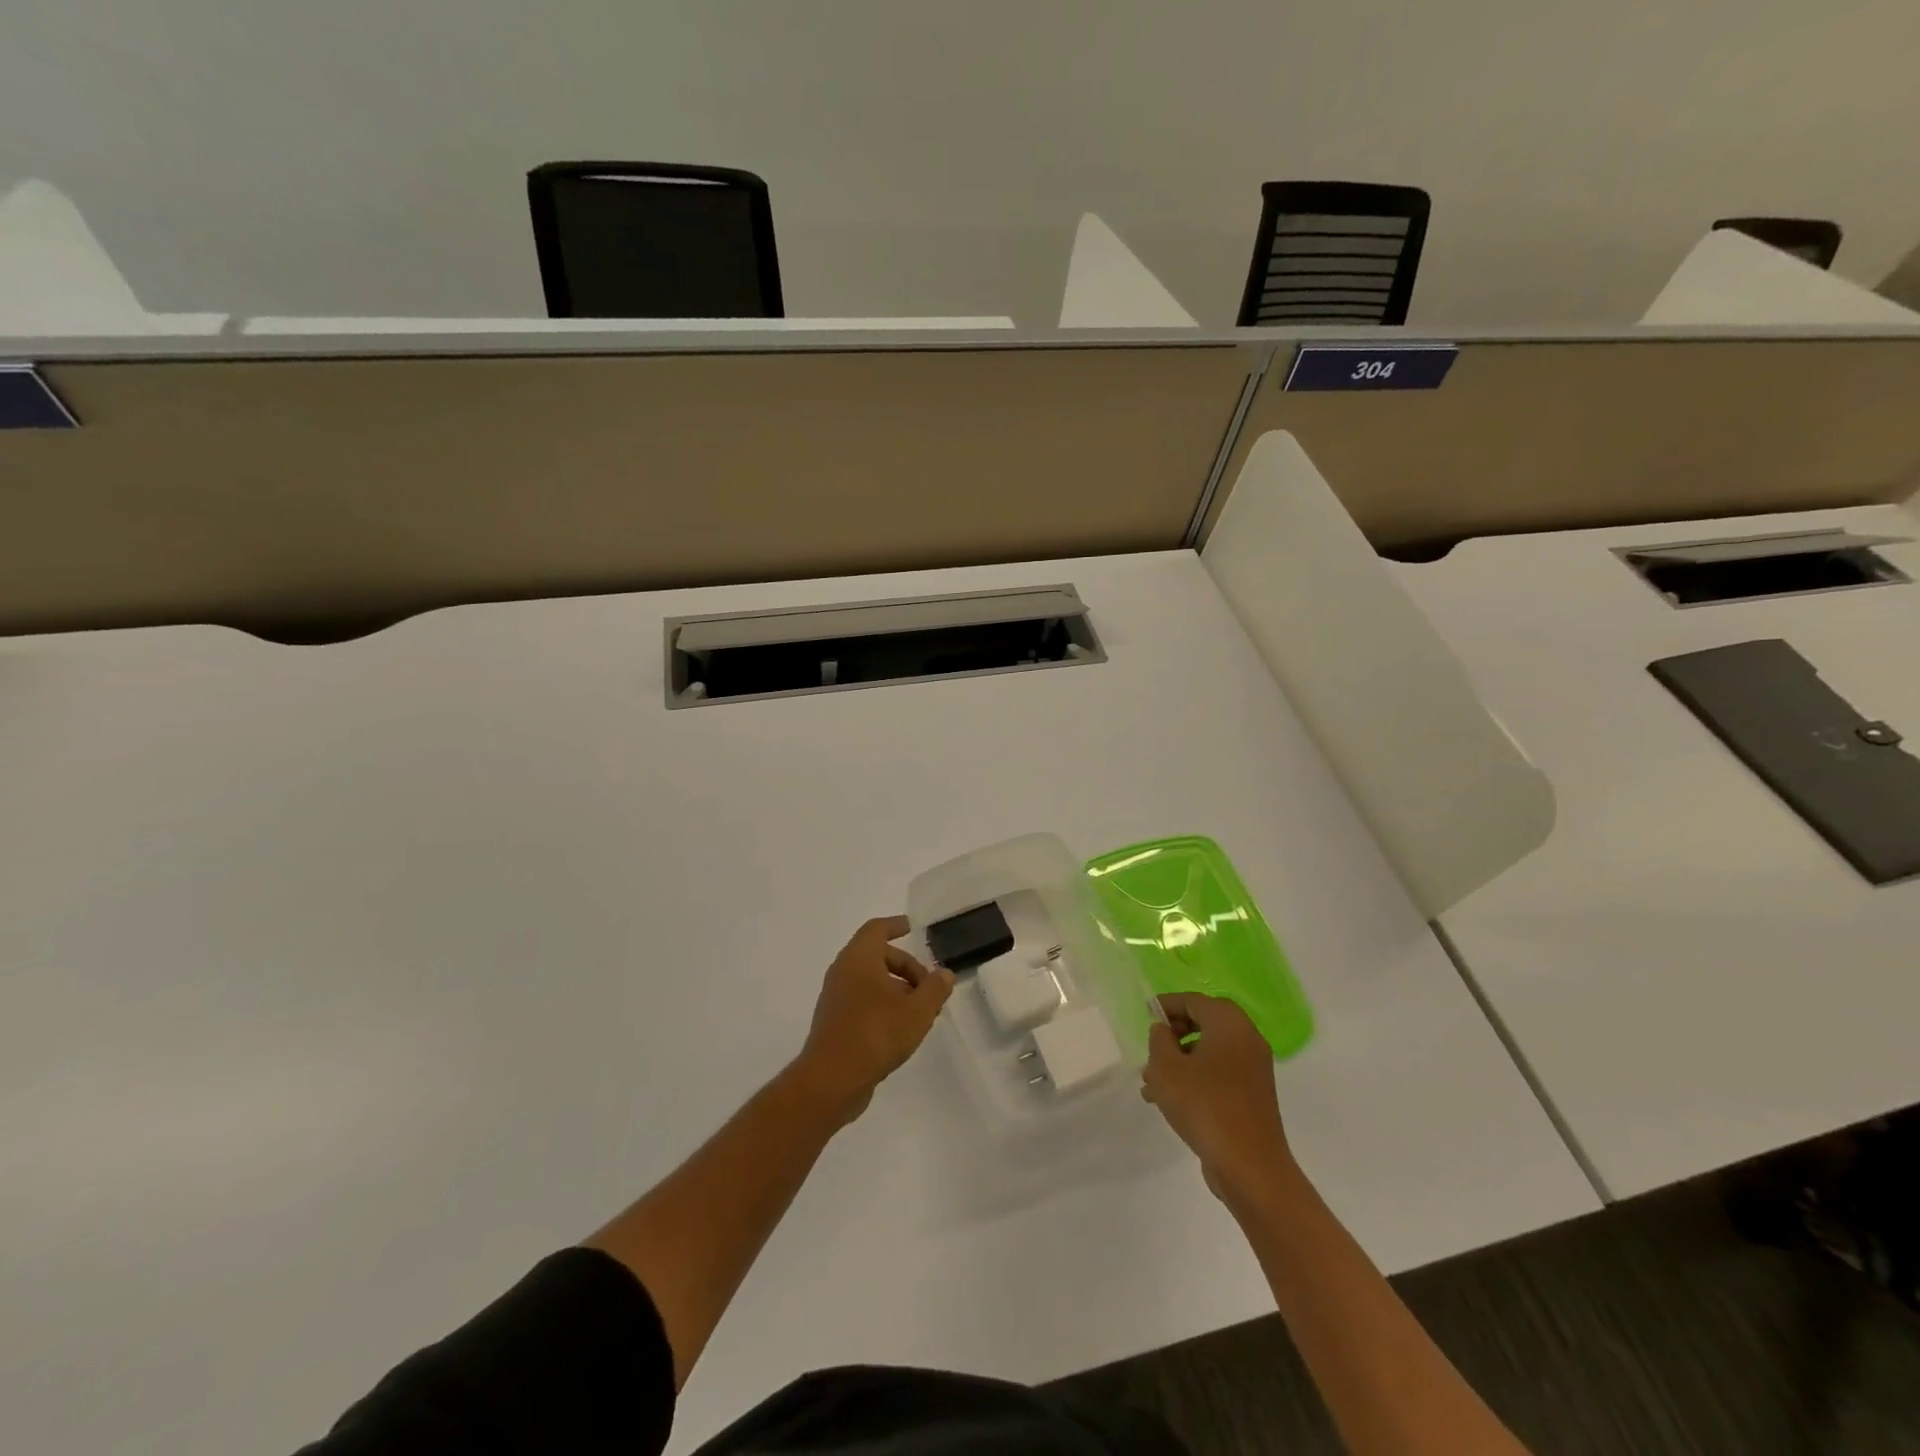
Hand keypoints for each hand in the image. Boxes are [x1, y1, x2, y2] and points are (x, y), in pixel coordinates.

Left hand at [795, 916, 953, 1123]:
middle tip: (929, 987)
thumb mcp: (917, 1011)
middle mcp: (843, 972)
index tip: (911, 927)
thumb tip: (944, 973)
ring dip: (897, 988)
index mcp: (859, 958)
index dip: (895, 925)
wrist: (830, 1081)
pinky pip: (862, 1000)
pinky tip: (902, 1028)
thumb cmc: (875, 1034)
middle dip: (906, 966)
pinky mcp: (834, 1022)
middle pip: (877, 956)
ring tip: (921, 1011)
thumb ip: (935, 989)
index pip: (877, 929)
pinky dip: (883, 1004)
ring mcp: (836, 998)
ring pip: (870, 981)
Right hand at [1142, 993, 1291, 1199]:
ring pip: (1209, 1052)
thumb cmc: (1204, 1105)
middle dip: (1173, 1035)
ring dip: (1180, 1061)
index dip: (1167, 1005)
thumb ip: (1159, 1040)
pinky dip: (1195, 1078)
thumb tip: (1163, 1031)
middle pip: (1203, 1023)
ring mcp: (1253, 1069)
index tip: (1145, 1014)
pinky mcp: (1253, 1096)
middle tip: (1150, 1050)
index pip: (1193, 1001)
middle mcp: (1246, 1039)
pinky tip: (1169, 1101)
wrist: (1250, 1167)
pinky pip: (1219, 1074)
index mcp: (1229, 1023)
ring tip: (1151, 1083)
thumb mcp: (1167, 1068)